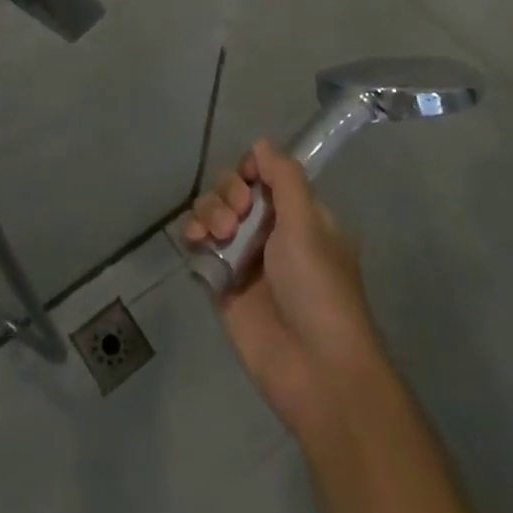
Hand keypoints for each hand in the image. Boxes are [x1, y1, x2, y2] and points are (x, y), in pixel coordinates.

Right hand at [184, 140, 387, 438]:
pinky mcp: (222, 284)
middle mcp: (270, 230)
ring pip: (213, 213)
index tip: (250, 180)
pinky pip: (199, 246)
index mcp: (299, 214)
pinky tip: (195, 241)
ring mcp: (244, 257)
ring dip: (209, 211)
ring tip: (218, 234)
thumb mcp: (308, 223)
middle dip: (228, 191)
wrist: (315, 370)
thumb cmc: (319, 288)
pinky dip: (193, 235)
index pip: (265, 174)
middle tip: (238, 214)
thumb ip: (284, 178)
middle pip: (234, 189)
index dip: (251, 170)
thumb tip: (262, 143)